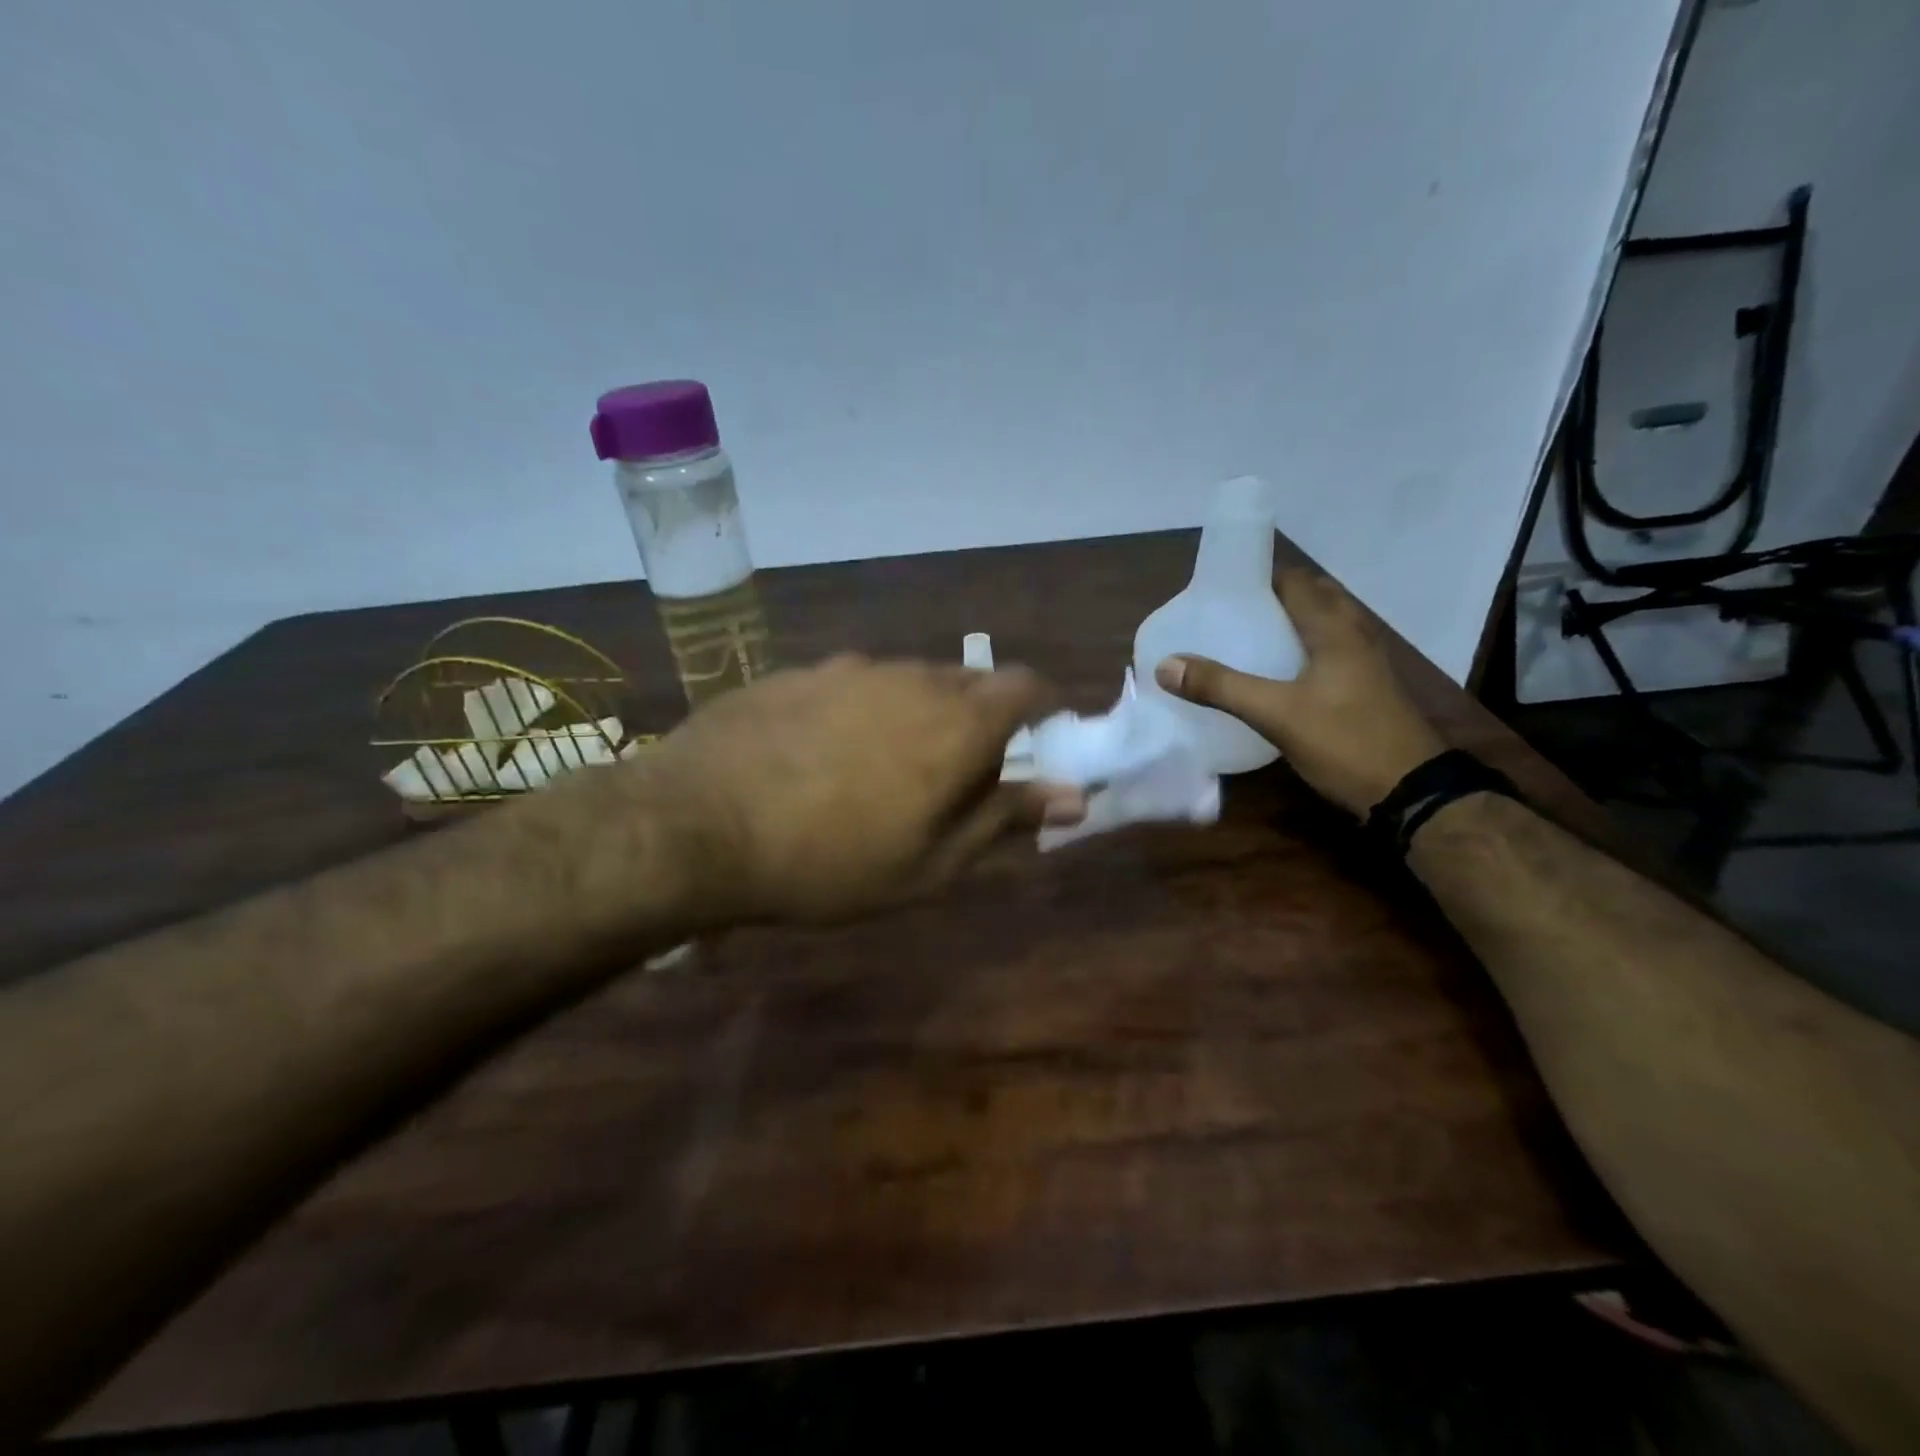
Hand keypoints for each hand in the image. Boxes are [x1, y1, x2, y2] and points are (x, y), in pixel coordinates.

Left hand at [638, 655, 1083, 923]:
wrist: (697, 825)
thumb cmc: (830, 862)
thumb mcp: (930, 863)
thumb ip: (1003, 819)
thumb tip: (1074, 796)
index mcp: (957, 721)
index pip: (1026, 685)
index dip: (1041, 708)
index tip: (1034, 742)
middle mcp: (911, 677)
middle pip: (969, 681)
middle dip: (979, 719)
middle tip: (956, 774)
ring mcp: (849, 668)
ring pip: (909, 680)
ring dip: (919, 712)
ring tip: (887, 767)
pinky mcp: (798, 672)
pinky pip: (855, 683)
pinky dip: (864, 709)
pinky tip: (826, 753)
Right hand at [1153, 570, 1443, 815]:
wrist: (1411, 791)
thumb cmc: (1345, 742)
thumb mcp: (1275, 714)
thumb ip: (1221, 687)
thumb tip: (1166, 664)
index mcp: (1334, 629)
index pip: (1295, 582)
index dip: (1260, 577)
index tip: (1222, 589)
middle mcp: (1354, 636)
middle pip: (1314, 598)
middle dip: (1274, 599)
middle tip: (1232, 614)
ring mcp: (1366, 663)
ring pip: (1325, 626)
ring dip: (1291, 624)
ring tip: (1250, 639)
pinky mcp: (1368, 688)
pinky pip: (1331, 652)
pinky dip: (1304, 649)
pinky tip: (1280, 674)